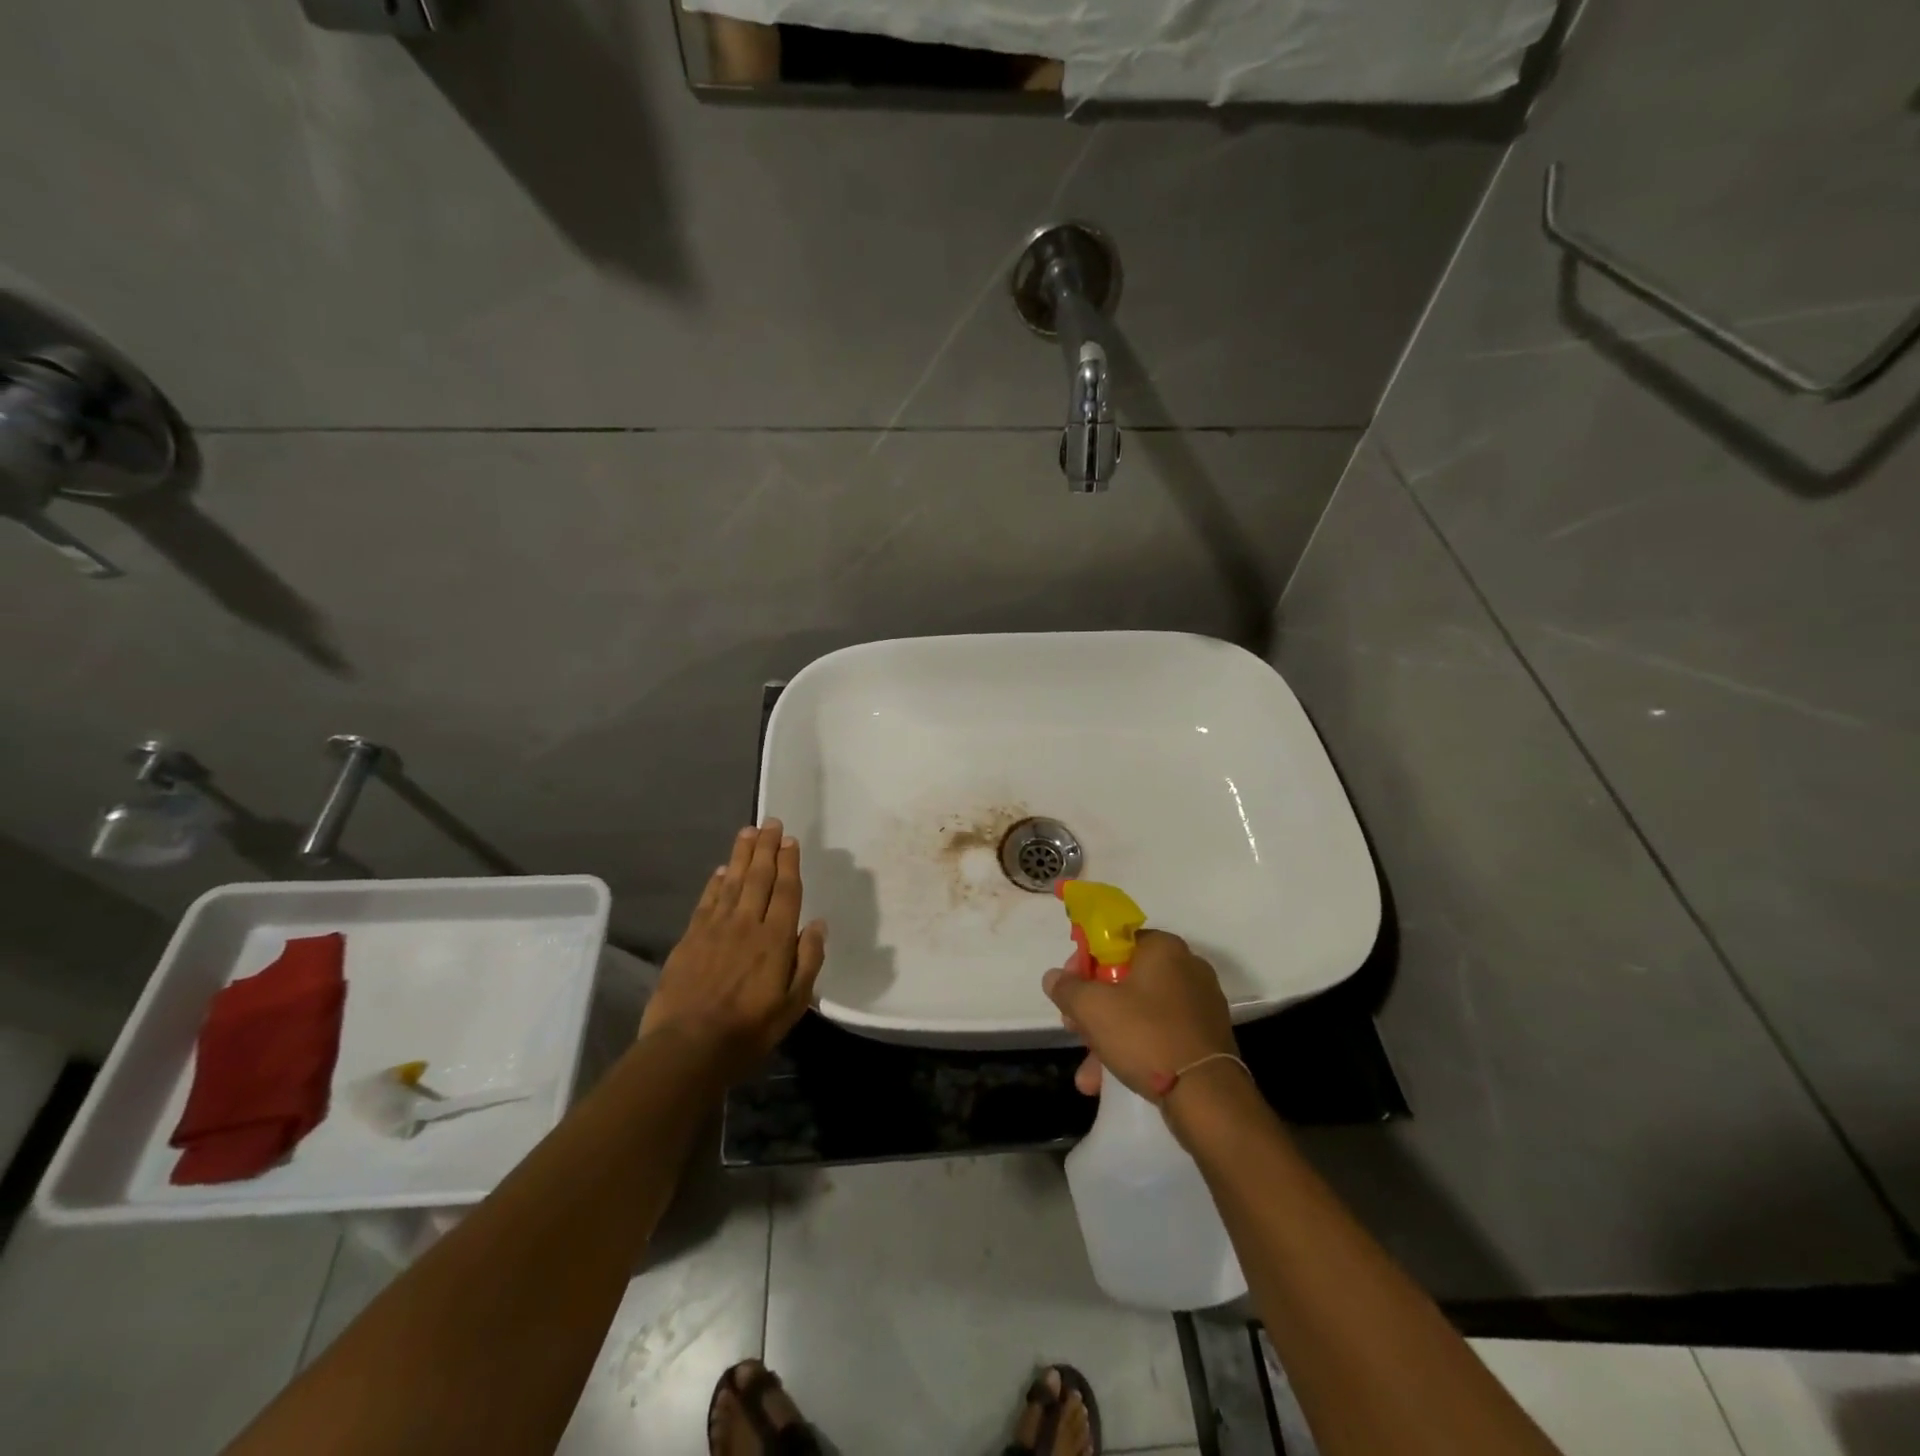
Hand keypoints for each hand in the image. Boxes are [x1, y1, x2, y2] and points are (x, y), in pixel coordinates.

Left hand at [640, 819, 826, 1082]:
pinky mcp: (690, 938)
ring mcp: (715, 928)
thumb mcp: (793, 1004)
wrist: (688, 1046)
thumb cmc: (749, 1029)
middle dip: (767, 848)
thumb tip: (819, 924)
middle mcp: (747, 924)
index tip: (791, 840)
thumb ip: (808, 961)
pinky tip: (721, 870)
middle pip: (759, 877)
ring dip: (742, 855)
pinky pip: (707, 901)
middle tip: (771, 822)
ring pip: (733, 882)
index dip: (789, 863)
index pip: (786, 891)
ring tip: (749, 832)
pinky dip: (715, 882)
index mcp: (776, 939)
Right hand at [1043, 930, 1235, 1101]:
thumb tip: (1054, 977)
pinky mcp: (1206, 1037)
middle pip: (1125, 979)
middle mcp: (1187, 967)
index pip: (1114, 941)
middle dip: (1094, 1008)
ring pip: (1140, 1011)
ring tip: (1088, 1074)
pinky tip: (1109, 1080)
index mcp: (1163, 947)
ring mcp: (1200, 1004)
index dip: (1084, 962)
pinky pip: (1160, 1033)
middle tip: (1074, 1029)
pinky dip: (1135, 1050)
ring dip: (1108, 1037)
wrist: (1207, 1097)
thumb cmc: (1146, 1035)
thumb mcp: (1092, 1008)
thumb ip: (1067, 988)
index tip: (1068, 988)